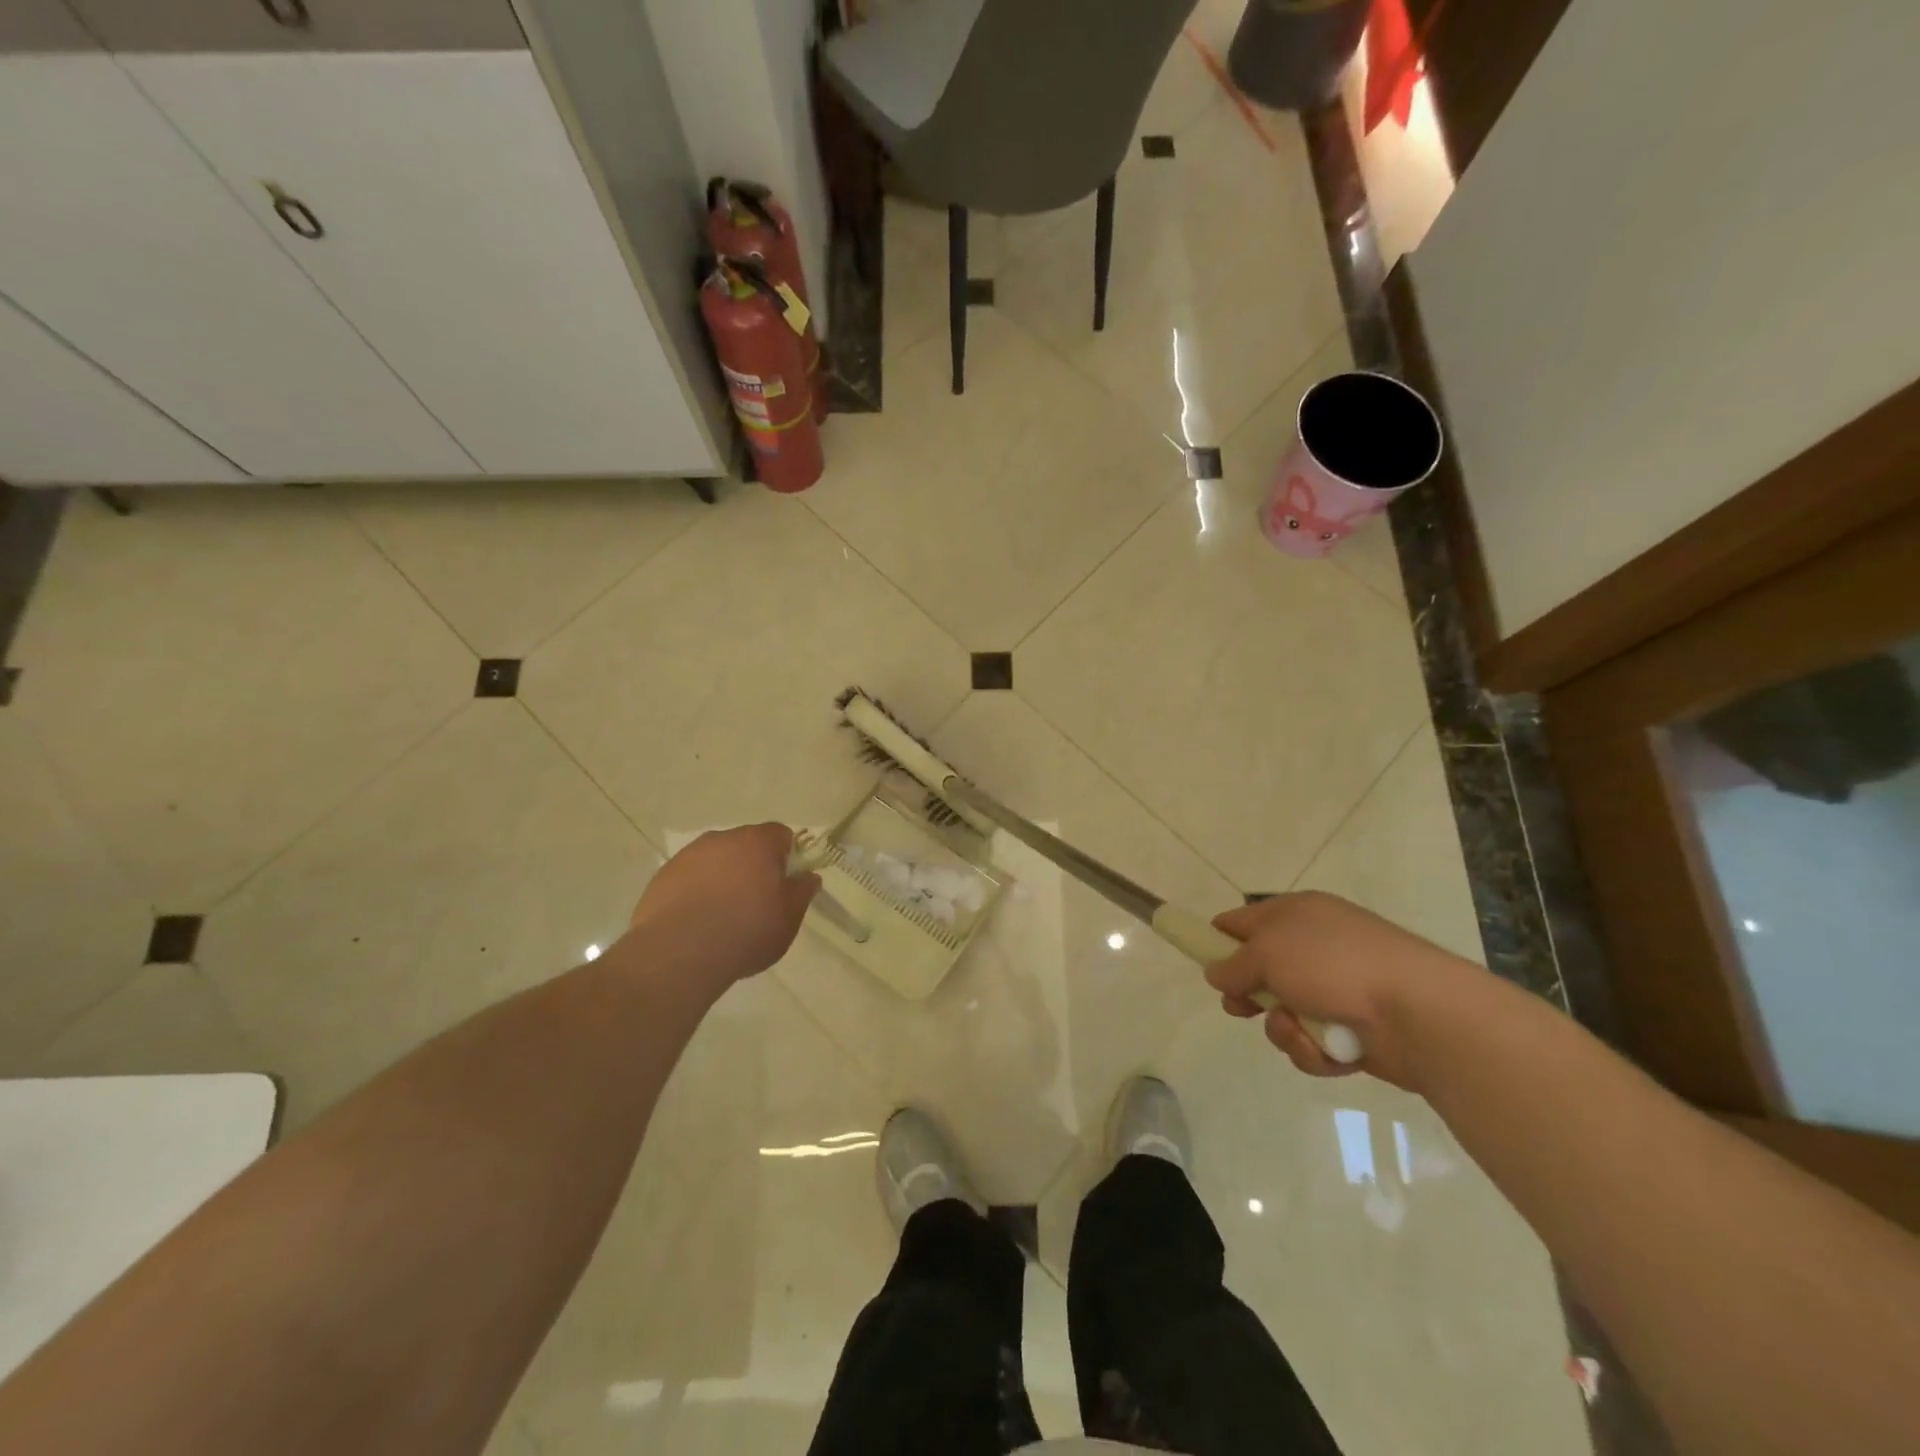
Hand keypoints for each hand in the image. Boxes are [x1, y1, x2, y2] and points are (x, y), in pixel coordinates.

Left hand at [626, 823, 818, 995]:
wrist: (680, 953)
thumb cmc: (747, 930)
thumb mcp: (789, 917)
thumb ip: (802, 891)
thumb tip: (808, 876)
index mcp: (757, 842)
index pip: (780, 835)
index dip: (786, 857)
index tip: (785, 883)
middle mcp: (721, 839)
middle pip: (745, 845)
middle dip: (752, 866)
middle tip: (756, 902)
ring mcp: (687, 856)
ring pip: (714, 861)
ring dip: (722, 878)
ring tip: (723, 916)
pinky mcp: (661, 877)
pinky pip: (688, 879)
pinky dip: (696, 893)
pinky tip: (696, 923)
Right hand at [1206, 891, 1480, 1091]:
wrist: (1417, 1012)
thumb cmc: (1334, 964)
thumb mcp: (1267, 951)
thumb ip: (1233, 964)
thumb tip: (1216, 973)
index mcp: (1296, 914)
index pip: (1243, 920)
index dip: (1218, 938)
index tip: (1202, 961)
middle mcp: (1313, 948)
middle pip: (1259, 972)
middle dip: (1247, 995)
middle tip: (1240, 1008)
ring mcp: (1334, 990)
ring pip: (1281, 1013)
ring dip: (1283, 1028)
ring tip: (1299, 1030)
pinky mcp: (1350, 1031)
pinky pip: (1310, 1042)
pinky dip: (1312, 1050)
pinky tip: (1328, 1050)